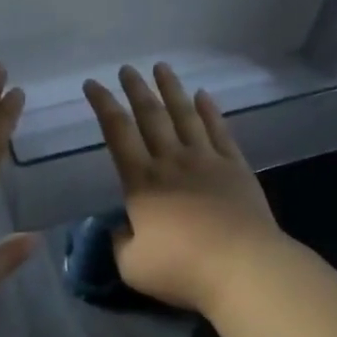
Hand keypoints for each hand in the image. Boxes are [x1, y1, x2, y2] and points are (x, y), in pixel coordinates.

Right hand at [83, 64, 283, 316]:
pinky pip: (219, 130)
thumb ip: (120, 243)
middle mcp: (171, 161)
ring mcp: (206, 160)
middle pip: (151, 115)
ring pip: (185, 114)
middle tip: (127, 68)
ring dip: (172, 89)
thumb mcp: (133, 266)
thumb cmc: (183, 269)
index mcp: (142, 181)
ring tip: (162, 67)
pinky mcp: (235, 167)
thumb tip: (120, 228)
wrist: (243, 267)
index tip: (92, 84)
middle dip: (136, 89)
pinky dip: (210, 111)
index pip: (117, 132)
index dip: (103, 105)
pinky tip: (204, 96)